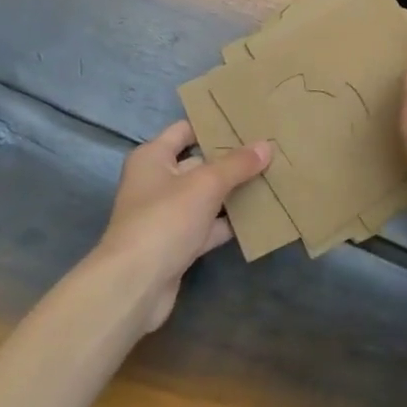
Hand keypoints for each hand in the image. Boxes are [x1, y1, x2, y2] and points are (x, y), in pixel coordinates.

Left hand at [99, 120, 270, 333]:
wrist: (135, 285)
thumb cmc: (165, 219)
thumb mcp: (205, 184)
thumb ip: (237, 164)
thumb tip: (267, 145)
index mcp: (153, 157)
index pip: (185, 130)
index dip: (213, 125)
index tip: (247, 120)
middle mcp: (156, 182)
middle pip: (199, 163)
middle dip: (231, 160)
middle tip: (268, 149)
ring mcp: (166, 215)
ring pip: (205, 196)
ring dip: (233, 192)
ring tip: (271, 178)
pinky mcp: (177, 244)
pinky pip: (208, 225)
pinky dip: (228, 222)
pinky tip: (259, 216)